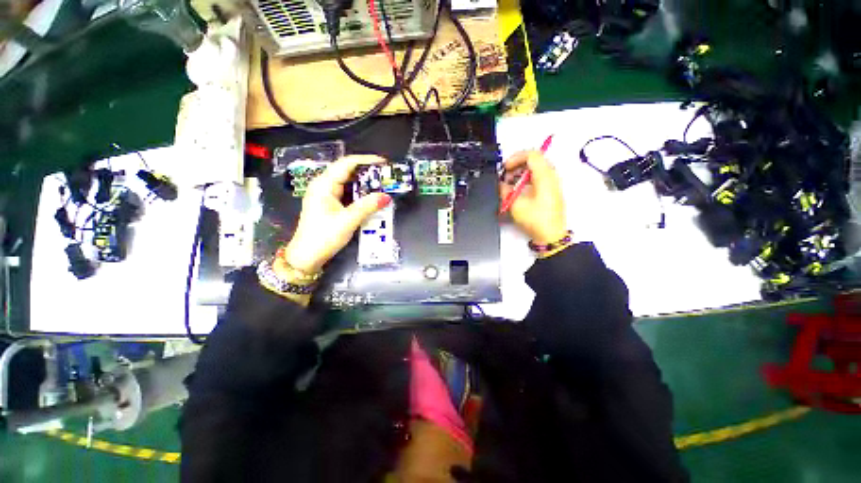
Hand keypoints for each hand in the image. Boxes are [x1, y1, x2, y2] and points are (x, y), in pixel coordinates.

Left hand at [282, 155, 391, 272]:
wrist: (306, 256)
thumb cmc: (324, 237)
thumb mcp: (348, 221)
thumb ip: (368, 206)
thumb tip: (387, 196)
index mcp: (324, 184)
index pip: (346, 163)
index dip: (366, 160)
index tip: (384, 162)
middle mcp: (324, 185)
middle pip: (347, 171)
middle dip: (367, 172)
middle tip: (386, 176)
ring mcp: (326, 195)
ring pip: (348, 182)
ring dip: (365, 183)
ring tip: (382, 185)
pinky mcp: (329, 204)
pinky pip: (347, 193)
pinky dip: (360, 193)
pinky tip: (371, 197)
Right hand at [500, 151, 567, 244]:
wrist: (550, 235)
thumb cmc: (538, 221)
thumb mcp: (515, 205)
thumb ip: (505, 191)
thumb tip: (501, 184)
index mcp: (545, 177)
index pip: (532, 154)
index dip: (516, 157)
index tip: (506, 167)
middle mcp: (551, 177)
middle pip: (534, 160)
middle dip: (516, 165)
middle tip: (506, 175)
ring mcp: (552, 183)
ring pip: (536, 168)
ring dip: (521, 173)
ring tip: (510, 184)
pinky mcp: (550, 190)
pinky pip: (538, 177)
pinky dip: (526, 179)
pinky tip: (518, 190)